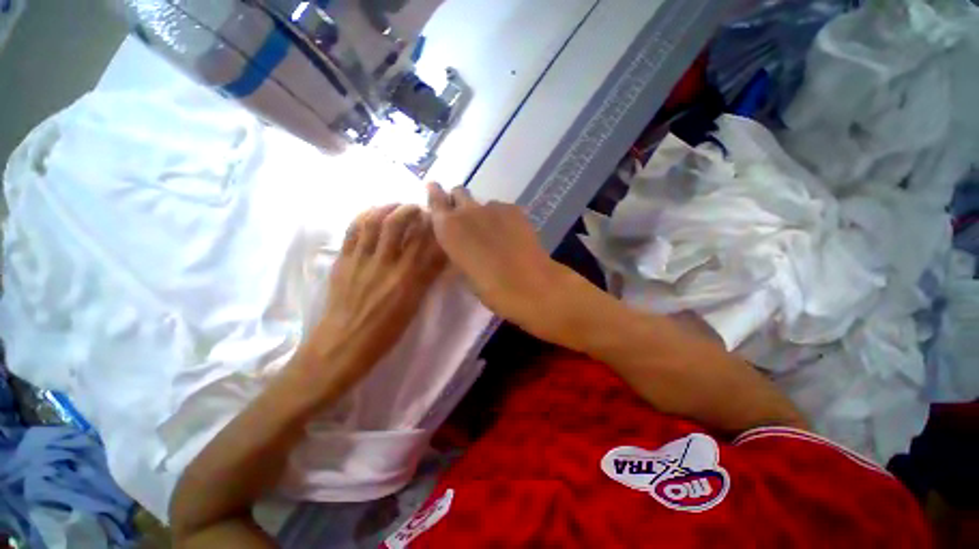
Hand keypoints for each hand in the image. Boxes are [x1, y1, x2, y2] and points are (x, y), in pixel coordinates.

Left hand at [303, 204, 445, 388]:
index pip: (424, 242)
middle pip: (398, 224)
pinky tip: (372, 215)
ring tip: (396, 207)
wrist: (343, 345)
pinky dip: (364, 216)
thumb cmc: (385, 331)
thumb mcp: (414, 306)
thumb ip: (427, 277)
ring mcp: (360, 260)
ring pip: (373, 222)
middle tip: (418, 208)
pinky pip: (352, 231)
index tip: (437, 218)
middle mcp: (385, 264)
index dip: (432, 225)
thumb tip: (438, 254)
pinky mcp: (343, 261)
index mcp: (407, 278)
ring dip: (387, 208)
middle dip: (410, 209)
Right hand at [427, 183, 573, 339]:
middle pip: (459, 192)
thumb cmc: (489, 287)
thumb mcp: (464, 270)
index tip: (435, 190)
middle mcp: (467, 211)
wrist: (528, 284)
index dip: (435, 194)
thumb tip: (463, 241)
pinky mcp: (514, 209)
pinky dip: (503, 218)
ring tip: (495, 233)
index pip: (435, 199)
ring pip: (483, 203)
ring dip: (484, 213)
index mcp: (448, 228)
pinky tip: (512, 235)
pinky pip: (502, 209)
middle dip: (459, 200)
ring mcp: (492, 207)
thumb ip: (459, 248)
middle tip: (466, 217)